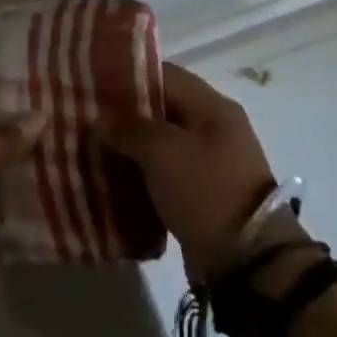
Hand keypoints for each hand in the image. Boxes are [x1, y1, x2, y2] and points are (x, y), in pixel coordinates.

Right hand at [99, 64, 277, 283]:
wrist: (249, 262)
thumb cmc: (207, 191)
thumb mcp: (163, 152)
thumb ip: (128, 128)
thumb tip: (100, 120)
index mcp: (212, 106)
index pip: (164, 74)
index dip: (127, 76)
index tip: (93, 84)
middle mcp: (213, 127)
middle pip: (161, 107)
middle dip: (124, 113)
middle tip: (87, 117)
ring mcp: (210, 161)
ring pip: (160, 141)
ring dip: (130, 145)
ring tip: (93, 147)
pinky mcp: (203, 192)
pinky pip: (165, 171)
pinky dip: (142, 172)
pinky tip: (113, 177)